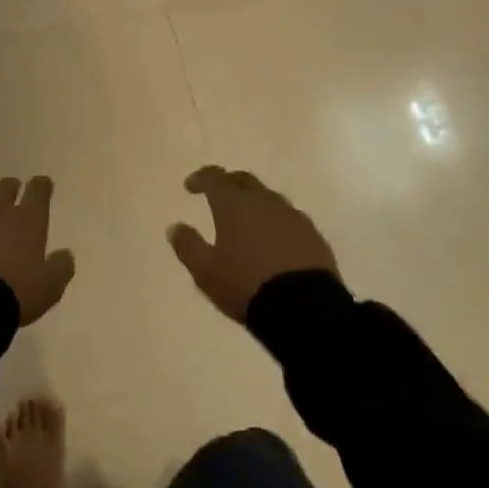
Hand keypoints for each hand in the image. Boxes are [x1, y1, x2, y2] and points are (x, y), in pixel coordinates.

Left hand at [0, 176, 74, 326]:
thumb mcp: (50, 286)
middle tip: (13, 193)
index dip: (41, 185)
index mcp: (27, 219)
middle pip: (4, 186)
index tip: (43, 185)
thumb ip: (61, 267)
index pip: (38, 190)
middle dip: (10, 187)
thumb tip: (66, 255)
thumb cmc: (16, 293)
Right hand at [168, 166, 338, 322]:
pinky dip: (275, 221)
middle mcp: (264, 202)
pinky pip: (288, 217)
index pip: (214, 177)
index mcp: (235, 205)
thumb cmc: (246, 286)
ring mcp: (292, 216)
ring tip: (246, 221)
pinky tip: (273, 239)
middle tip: (217, 196)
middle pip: (244, 180)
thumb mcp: (206, 272)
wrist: (306, 310)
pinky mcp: (313, 234)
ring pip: (268, 197)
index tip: (190, 187)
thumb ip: (188, 246)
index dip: (200, 178)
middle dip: (228, 183)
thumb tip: (175, 227)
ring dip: (253, 202)